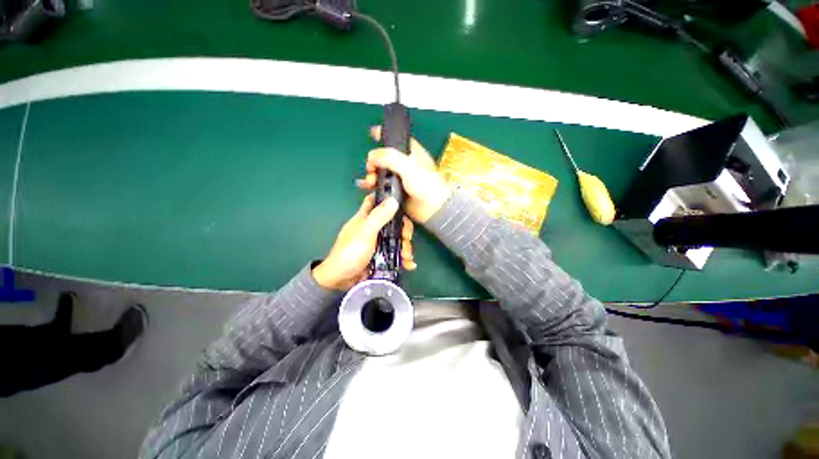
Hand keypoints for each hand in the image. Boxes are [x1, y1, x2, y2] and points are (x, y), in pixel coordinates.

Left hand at [313, 194, 415, 290]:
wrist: (342, 279)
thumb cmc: (350, 252)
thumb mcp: (365, 232)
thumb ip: (379, 216)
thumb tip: (394, 199)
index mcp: (366, 218)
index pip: (376, 201)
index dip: (387, 198)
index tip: (402, 202)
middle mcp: (374, 228)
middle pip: (394, 222)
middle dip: (404, 230)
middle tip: (407, 239)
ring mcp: (378, 243)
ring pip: (397, 239)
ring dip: (405, 247)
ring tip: (407, 258)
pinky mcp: (382, 256)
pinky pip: (396, 253)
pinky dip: (403, 259)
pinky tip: (409, 265)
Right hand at [357, 126, 451, 223]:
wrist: (432, 208)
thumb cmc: (426, 185)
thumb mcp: (408, 166)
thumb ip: (390, 158)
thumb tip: (371, 156)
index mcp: (412, 153)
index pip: (397, 139)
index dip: (385, 135)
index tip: (373, 133)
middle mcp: (404, 164)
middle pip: (384, 157)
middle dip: (374, 161)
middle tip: (371, 167)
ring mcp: (399, 179)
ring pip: (381, 172)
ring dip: (372, 174)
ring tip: (370, 181)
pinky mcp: (395, 191)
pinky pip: (380, 186)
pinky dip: (372, 186)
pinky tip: (367, 187)